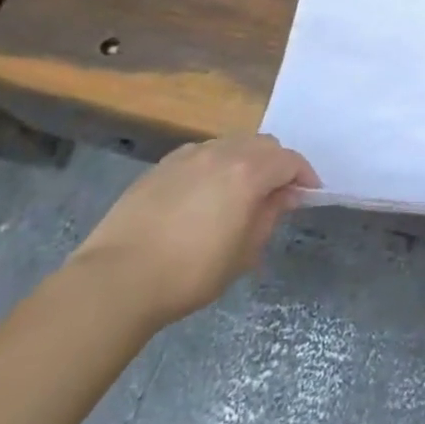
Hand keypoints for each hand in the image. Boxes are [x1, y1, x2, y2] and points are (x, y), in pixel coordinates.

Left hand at [70, 134, 318, 328]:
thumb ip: (269, 216)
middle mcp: (221, 153)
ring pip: (231, 144)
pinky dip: (215, 165)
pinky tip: (204, 194)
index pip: (290, 161)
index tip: (308, 196)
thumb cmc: (190, 273)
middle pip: (263, 144)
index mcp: (248, 172)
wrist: (117, 280)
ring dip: (246, 161)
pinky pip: (201, 154)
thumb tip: (284, 196)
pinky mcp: (161, 166)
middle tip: (276, 194)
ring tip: (240, 192)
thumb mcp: (243, 253)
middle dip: (277, 164)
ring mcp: (188, 156)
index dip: (305, 176)